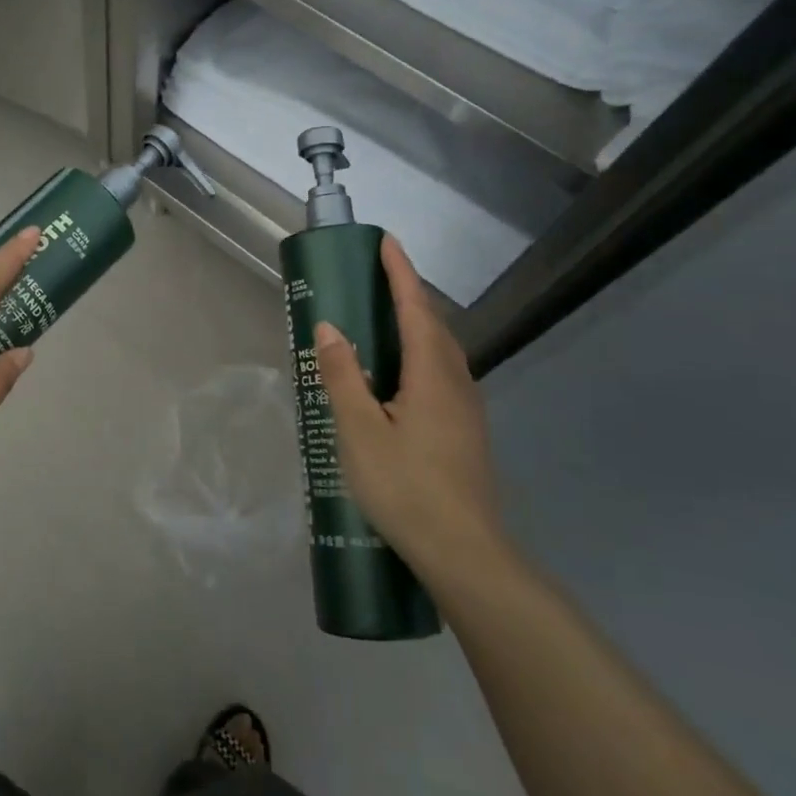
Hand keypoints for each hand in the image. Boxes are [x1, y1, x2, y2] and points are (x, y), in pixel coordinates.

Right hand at [313, 234, 509, 594]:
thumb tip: (329, 327)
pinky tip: (398, 377)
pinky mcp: (466, 432)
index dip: (400, 272)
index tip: (386, 241)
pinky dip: (419, 354)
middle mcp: (456, 383)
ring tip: (383, 319)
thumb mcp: (359, 432)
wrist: (465, 554)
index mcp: (432, 375)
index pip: (415, 308)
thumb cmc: (406, 488)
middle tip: (375, 277)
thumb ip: (343, 376)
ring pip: (441, 351)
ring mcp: (466, 409)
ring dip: (415, 324)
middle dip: (407, 294)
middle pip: (433, 325)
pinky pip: (441, 374)